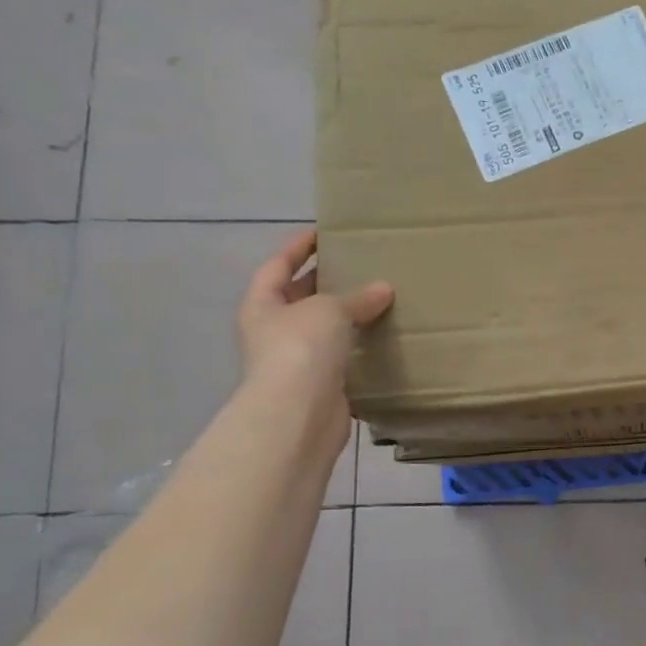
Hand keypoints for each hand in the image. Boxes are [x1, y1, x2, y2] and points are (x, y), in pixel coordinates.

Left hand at [236, 229, 393, 422]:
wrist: (298, 413)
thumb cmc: (301, 348)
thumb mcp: (329, 310)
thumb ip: (356, 298)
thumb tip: (384, 289)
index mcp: (262, 305)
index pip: (277, 265)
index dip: (298, 247)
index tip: (322, 232)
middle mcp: (273, 330)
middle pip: (299, 297)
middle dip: (325, 282)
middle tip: (359, 265)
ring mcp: (296, 360)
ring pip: (323, 328)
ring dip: (346, 316)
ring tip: (379, 298)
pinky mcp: (320, 384)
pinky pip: (341, 355)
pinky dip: (359, 345)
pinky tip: (383, 337)